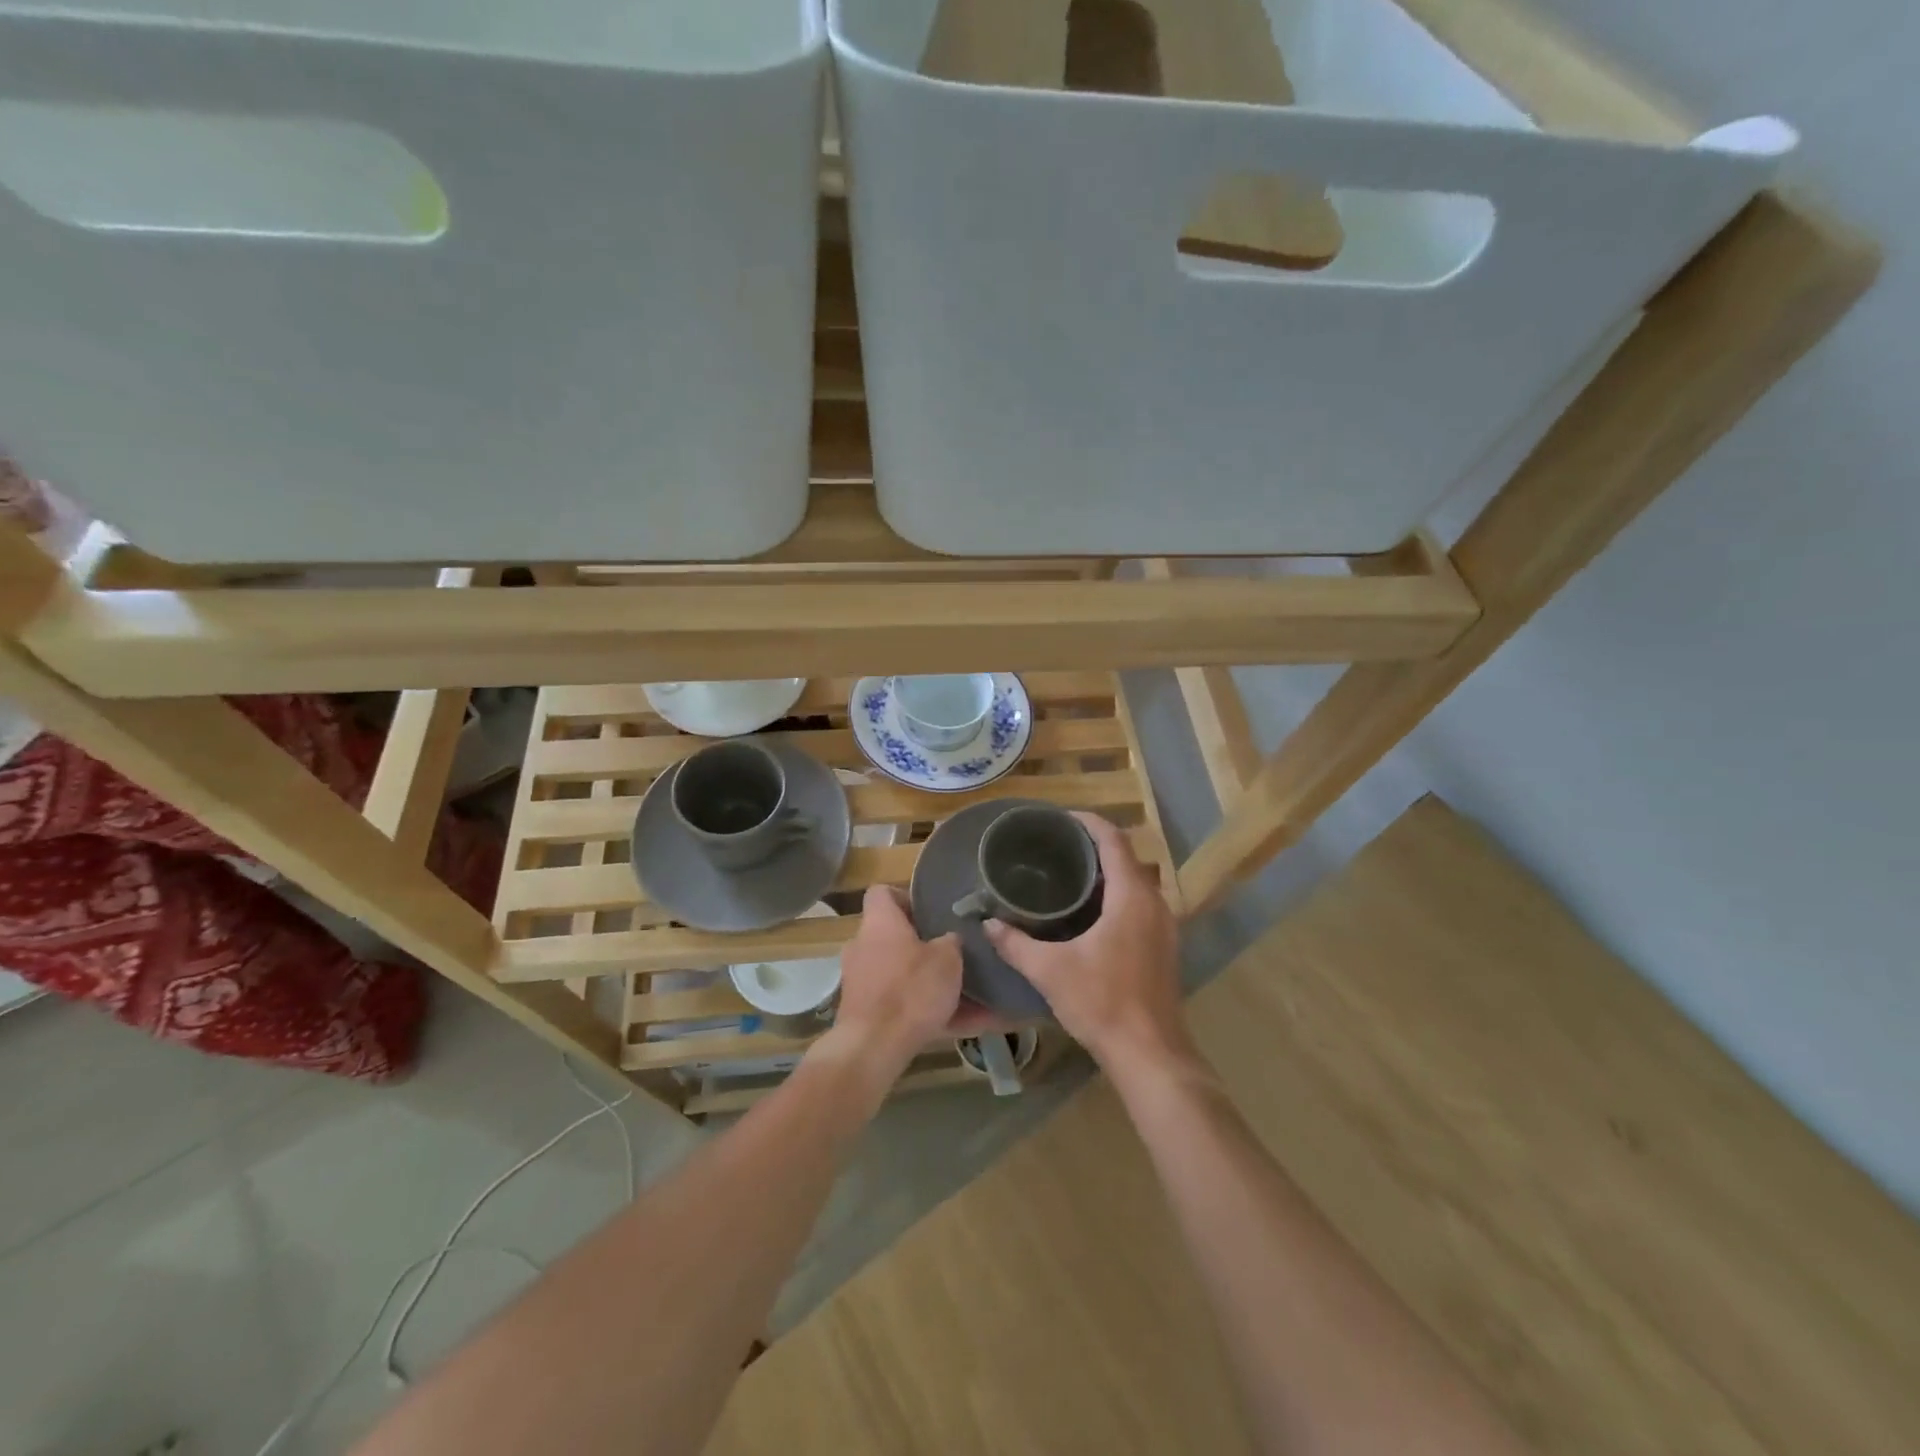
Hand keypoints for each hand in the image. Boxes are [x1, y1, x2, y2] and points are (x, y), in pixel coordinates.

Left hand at [829, 885, 972, 1077]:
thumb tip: (951, 938)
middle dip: (924, 945)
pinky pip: (902, 1005)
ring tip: (969, 995)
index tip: (932, 911)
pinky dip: (928, 1012)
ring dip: (930, 983)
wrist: (872, 1049)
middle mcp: (863, 946)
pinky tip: (965, 1025)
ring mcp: (860, 981)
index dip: (907, 897)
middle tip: (955, 953)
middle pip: (894, 936)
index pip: (882, 892)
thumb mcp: (947, 960)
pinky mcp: (864, 1013)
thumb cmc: (910, 990)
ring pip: (902, 974)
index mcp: (879, 922)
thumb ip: (952, 942)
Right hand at [982, 813, 1193, 1074]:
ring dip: (1108, 872)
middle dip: (1094, 846)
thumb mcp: (1050, 971)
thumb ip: (1016, 944)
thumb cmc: (1102, 1002)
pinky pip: (1141, 903)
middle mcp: (1154, 903)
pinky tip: (1091, 913)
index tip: (1060, 819)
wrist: (1149, 1053)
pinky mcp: (1164, 946)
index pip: (1113, 841)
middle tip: (1056, 847)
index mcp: (1131, 897)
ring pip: (1136, 882)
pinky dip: (1118, 895)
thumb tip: (988, 925)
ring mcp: (1165, 926)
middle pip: (1126, 858)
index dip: (1088, 823)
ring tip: (1069, 874)